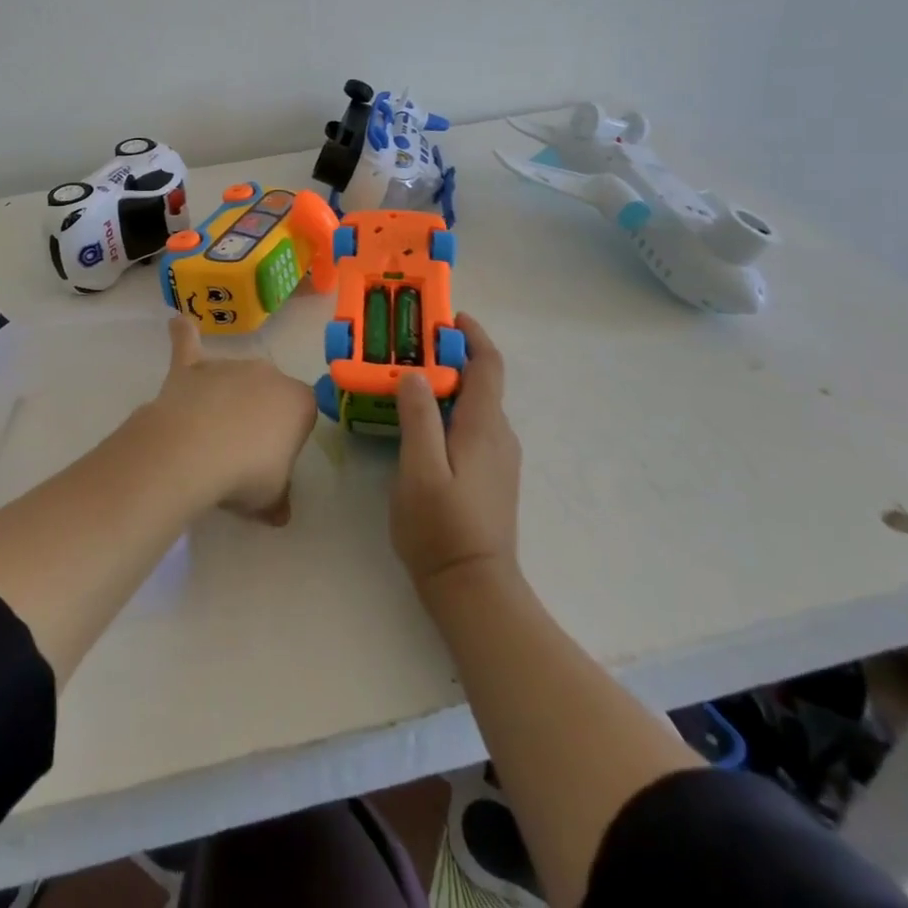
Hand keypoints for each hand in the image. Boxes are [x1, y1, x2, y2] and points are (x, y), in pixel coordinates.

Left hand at [136, 315, 318, 523]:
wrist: (192, 451)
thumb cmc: (245, 474)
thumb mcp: (271, 499)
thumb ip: (278, 499)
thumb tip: (279, 512)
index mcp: (298, 401)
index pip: (302, 414)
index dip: (288, 439)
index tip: (272, 462)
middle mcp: (268, 373)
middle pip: (268, 391)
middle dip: (258, 414)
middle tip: (240, 451)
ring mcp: (228, 365)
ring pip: (233, 377)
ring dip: (225, 396)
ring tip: (208, 433)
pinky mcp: (192, 366)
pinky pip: (188, 343)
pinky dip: (183, 334)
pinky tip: (178, 323)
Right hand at [391, 312, 520, 599]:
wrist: (475, 591)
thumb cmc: (442, 529)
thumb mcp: (419, 470)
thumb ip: (418, 418)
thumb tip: (416, 373)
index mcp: (484, 427)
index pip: (488, 365)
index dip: (472, 335)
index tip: (447, 316)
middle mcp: (499, 435)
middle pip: (482, 381)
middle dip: (451, 356)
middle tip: (409, 347)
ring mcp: (498, 458)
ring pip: (475, 405)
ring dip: (448, 384)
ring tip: (408, 379)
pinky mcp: (490, 475)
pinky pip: (472, 426)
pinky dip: (450, 409)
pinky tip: (421, 423)